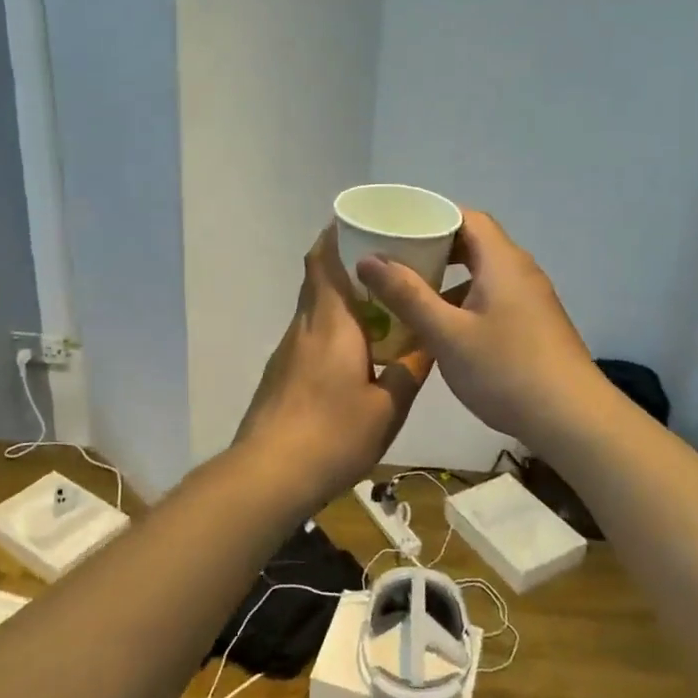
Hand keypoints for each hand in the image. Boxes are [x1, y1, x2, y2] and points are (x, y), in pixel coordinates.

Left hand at [233, 227, 430, 506]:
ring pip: (314, 309)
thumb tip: (428, 344)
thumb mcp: (388, 407)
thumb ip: (410, 371)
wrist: (269, 474)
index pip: (324, 260)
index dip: (337, 234)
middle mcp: (304, 327)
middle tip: (386, 264)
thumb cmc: (333, 435)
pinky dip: (332, 329)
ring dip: (341, 300)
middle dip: (346, 264)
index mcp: (331, 323)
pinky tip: (355, 354)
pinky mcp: (280, 374)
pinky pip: (309, 336)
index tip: (362, 223)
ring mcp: (287, 351)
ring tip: (380, 307)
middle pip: (318, 279)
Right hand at [356, 210, 601, 452]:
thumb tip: (369, 260)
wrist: (571, 419)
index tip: (397, 227)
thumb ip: (407, 295)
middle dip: (435, 248)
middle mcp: (520, 272)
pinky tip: (444, 327)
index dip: (432, 217)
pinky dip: (466, 300)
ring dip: (449, 278)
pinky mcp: (534, 325)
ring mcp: (531, 299)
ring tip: (412, 292)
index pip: (467, 218)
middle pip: (475, 244)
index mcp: (502, 262)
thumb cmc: (505, 370)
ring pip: (484, 274)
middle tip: (397, 259)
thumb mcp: (447, 334)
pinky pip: (494, 297)